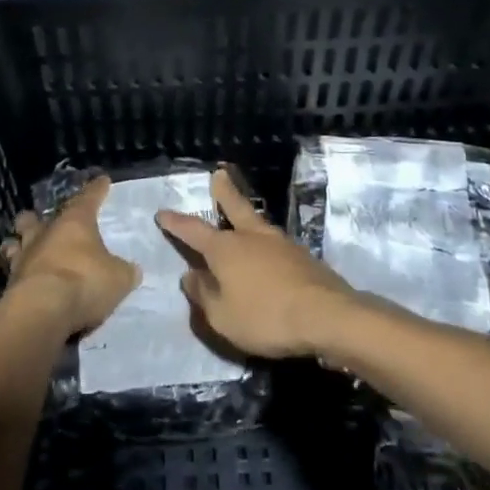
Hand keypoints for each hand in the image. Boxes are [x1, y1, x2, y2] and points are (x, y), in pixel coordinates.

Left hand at [0, 177, 139, 335]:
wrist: (42, 311)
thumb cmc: (84, 282)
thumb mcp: (118, 278)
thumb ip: (123, 271)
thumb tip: (130, 270)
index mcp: (74, 222)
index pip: (88, 198)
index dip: (96, 189)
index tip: (102, 180)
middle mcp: (45, 233)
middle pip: (35, 217)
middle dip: (38, 218)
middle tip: (46, 223)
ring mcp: (23, 257)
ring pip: (15, 242)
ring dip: (20, 244)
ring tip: (26, 249)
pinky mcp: (10, 282)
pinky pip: (13, 271)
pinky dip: (19, 274)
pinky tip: (25, 280)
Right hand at [155, 167, 357, 358]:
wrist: (326, 316)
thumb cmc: (265, 316)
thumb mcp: (222, 316)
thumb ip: (204, 295)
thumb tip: (190, 275)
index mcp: (225, 249)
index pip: (193, 231)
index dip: (176, 223)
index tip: (162, 212)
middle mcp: (251, 237)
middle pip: (234, 207)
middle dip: (223, 192)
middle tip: (219, 173)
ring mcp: (281, 243)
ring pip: (257, 223)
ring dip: (246, 216)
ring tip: (242, 216)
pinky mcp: (303, 257)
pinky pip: (275, 244)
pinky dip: (265, 243)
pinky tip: (268, 252)